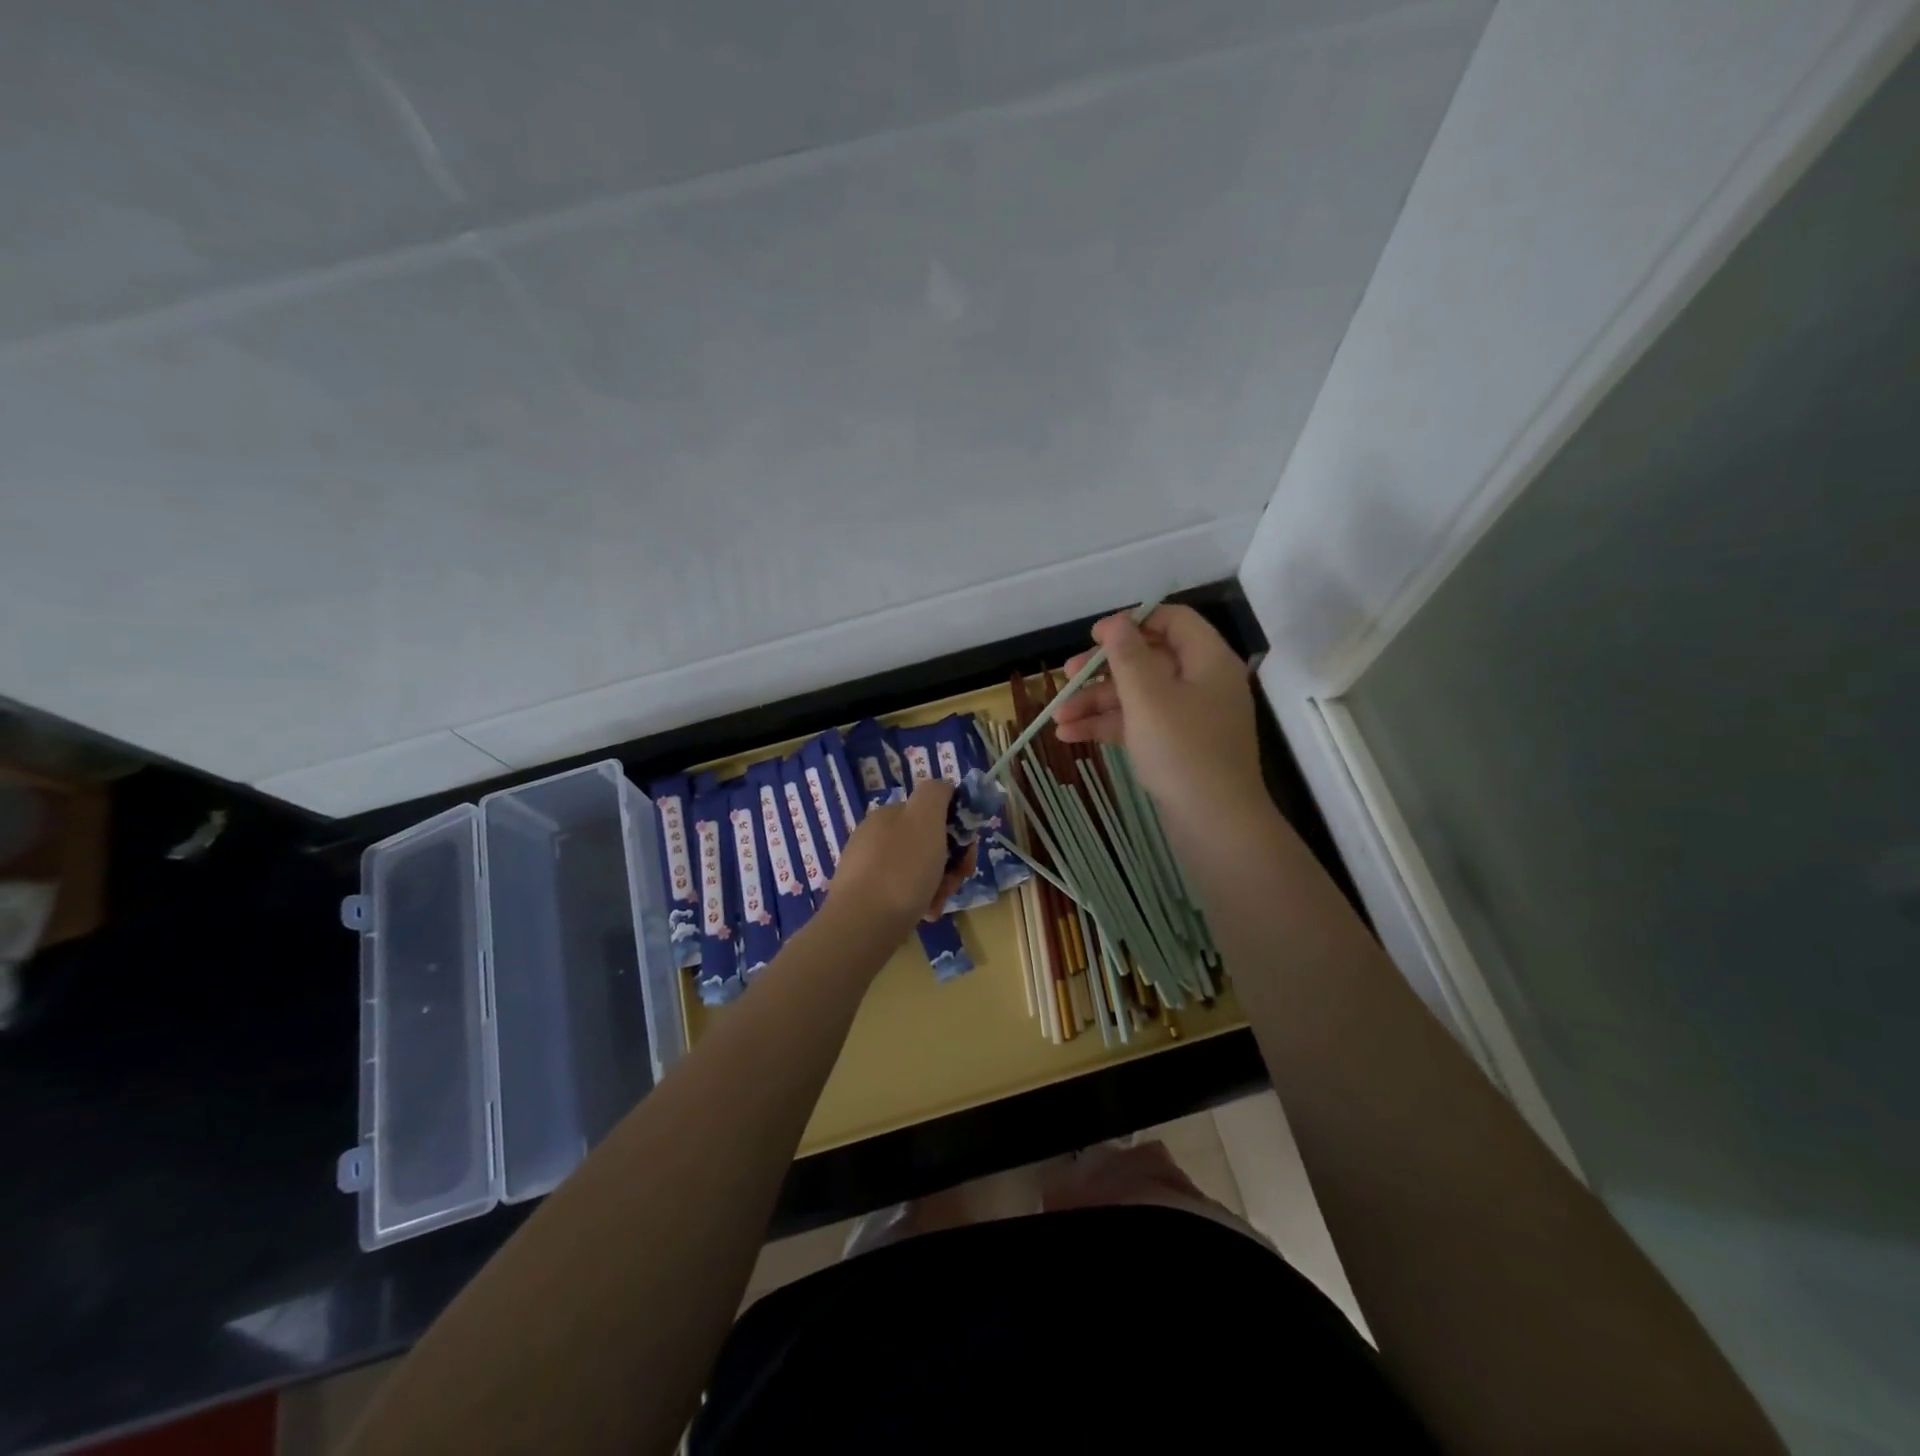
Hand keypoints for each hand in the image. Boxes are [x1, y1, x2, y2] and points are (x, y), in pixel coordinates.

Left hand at [829, 779, 977, 936]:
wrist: (863, 924)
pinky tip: (923, 915)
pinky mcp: (864, 897)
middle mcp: (874, 835)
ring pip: (918, 870)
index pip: (933, 812)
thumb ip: (936, 793)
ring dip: (937, 885)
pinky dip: (919, 901)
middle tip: (955, 883)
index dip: (957, 831)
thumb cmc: (902, 869)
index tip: (966, 854)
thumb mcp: (925, 818)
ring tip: (937, 904)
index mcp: (888, 814)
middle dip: (949, 863)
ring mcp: (867, 867)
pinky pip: (902, 893)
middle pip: (928, 843)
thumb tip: (944, 789)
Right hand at [1053, 605, 1261, 826]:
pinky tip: (1070, 736)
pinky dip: (1108, 726)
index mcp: (1208, 660)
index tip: (1095, 637)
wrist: (1215, 823)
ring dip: (1096, 702)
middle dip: (1102, 669)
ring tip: (1058, 717)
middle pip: (1148, 660)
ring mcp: (1191, 718)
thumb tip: (1116, 622)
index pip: (1173, 621)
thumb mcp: (1147, 696)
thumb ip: (1127, 655)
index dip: (1132, 622)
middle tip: (1066, 675)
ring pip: (1138, 696)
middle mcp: (1203, 683)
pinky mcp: (1178, 747)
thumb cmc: (1182, 750)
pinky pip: (1140, 724)